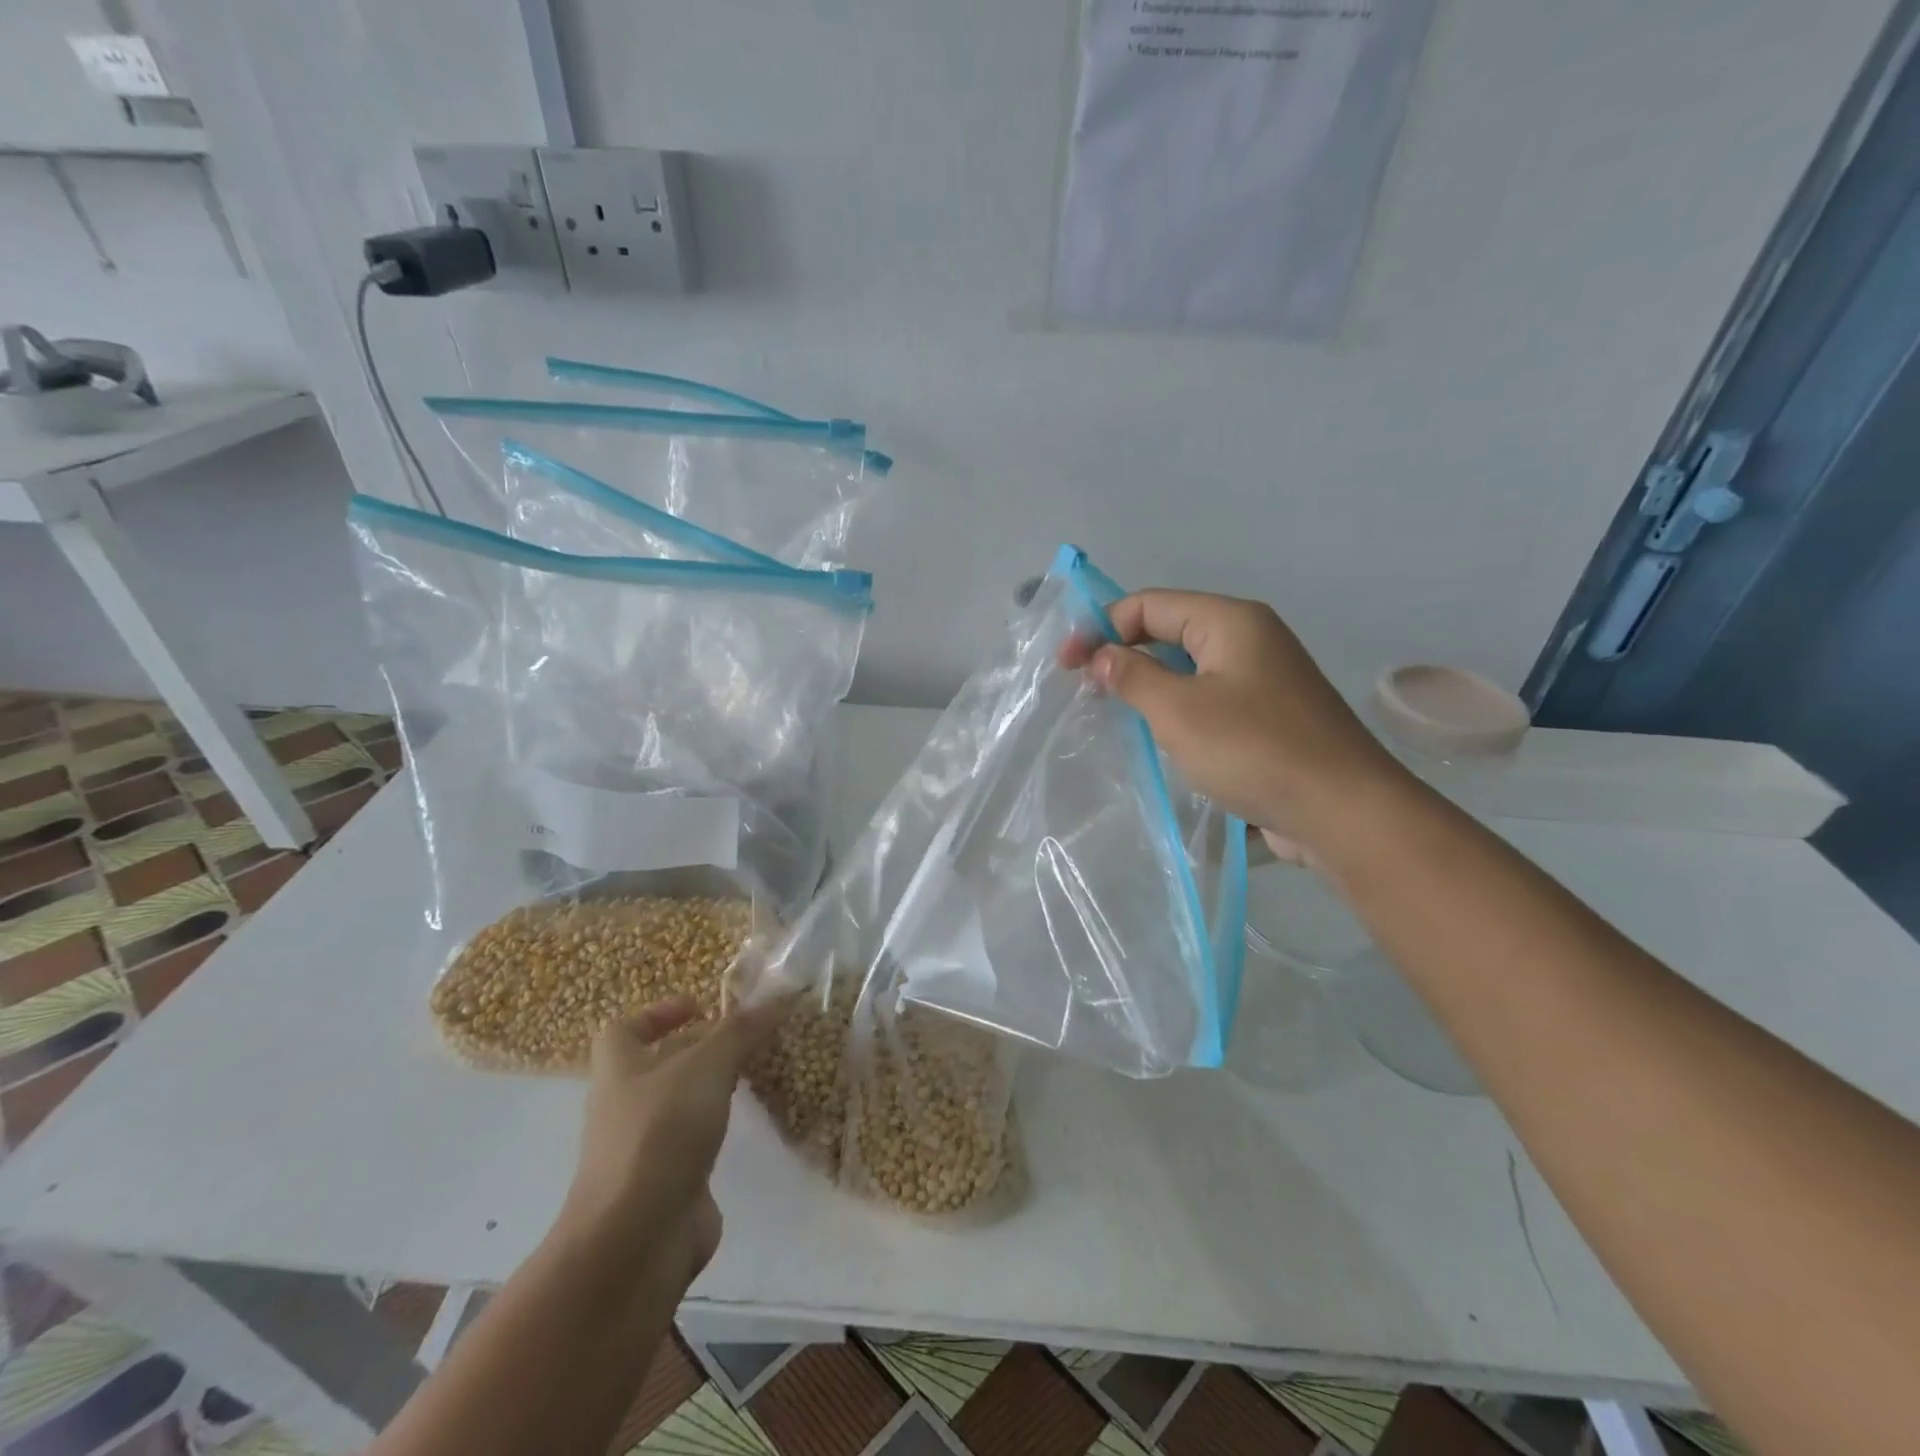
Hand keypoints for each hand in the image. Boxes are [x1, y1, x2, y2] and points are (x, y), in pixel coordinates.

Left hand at [559, 996, 785, 1292]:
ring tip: (756, 1073)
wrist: (635, 1241)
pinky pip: (693, 1144)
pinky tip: (748, 1125)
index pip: (625, 1030)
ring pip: (679, 1105)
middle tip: (748, 1037)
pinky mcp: (667, 1185)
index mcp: (619, 1070)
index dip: (659, 1013)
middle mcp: (625, 1106)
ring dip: (712, 1088)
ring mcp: (643, 1150)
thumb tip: (782, 992)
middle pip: (659, 1065)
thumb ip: (743, 1030)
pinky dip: (718, 1131)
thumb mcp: (707, 1066)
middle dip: (700, 1048)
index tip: (702, 1007)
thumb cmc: (660, 1134)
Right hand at [1067, 590, 1410, 863]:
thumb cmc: (1253, 749)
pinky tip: (1159, 738)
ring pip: (1190, 669)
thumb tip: (1103, 656)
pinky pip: (1210, 699)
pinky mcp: (1269, 718)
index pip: (1150, 604)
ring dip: (1148, 684)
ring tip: (1114, 712)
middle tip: (1086, 689)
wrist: (1342, 811)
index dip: (1101, 627)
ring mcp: (1264, 680)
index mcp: (1230, 621)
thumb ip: (1133, 676)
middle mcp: (1250, 640)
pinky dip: (1178, 710)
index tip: (1067, 666)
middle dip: (1123, 653)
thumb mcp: (1179, 710)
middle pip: (1170, 631)